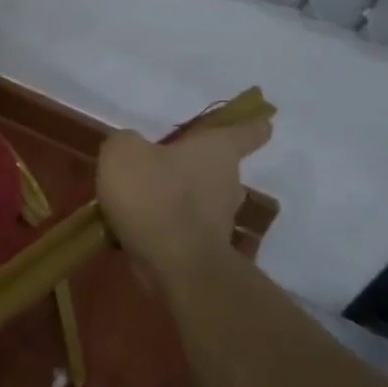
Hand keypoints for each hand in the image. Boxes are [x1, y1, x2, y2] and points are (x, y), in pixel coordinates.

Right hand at [97, 118, 271, 286]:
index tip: (263, 121)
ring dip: (178, 198)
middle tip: (164, 164)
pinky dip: (166, 226)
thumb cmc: (156, 195)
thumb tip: (131, 147)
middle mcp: (228, 182)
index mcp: (218, 150)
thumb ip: (126, 141)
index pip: (247, 132)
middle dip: (196, 166)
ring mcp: (220, 220)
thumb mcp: (124, 153)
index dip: (252, 125)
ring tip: (139, 199)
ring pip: (201, 200)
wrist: (174, 265)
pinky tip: (134, 228)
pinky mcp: (206, 249)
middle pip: (219, 168)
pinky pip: (184, 228)